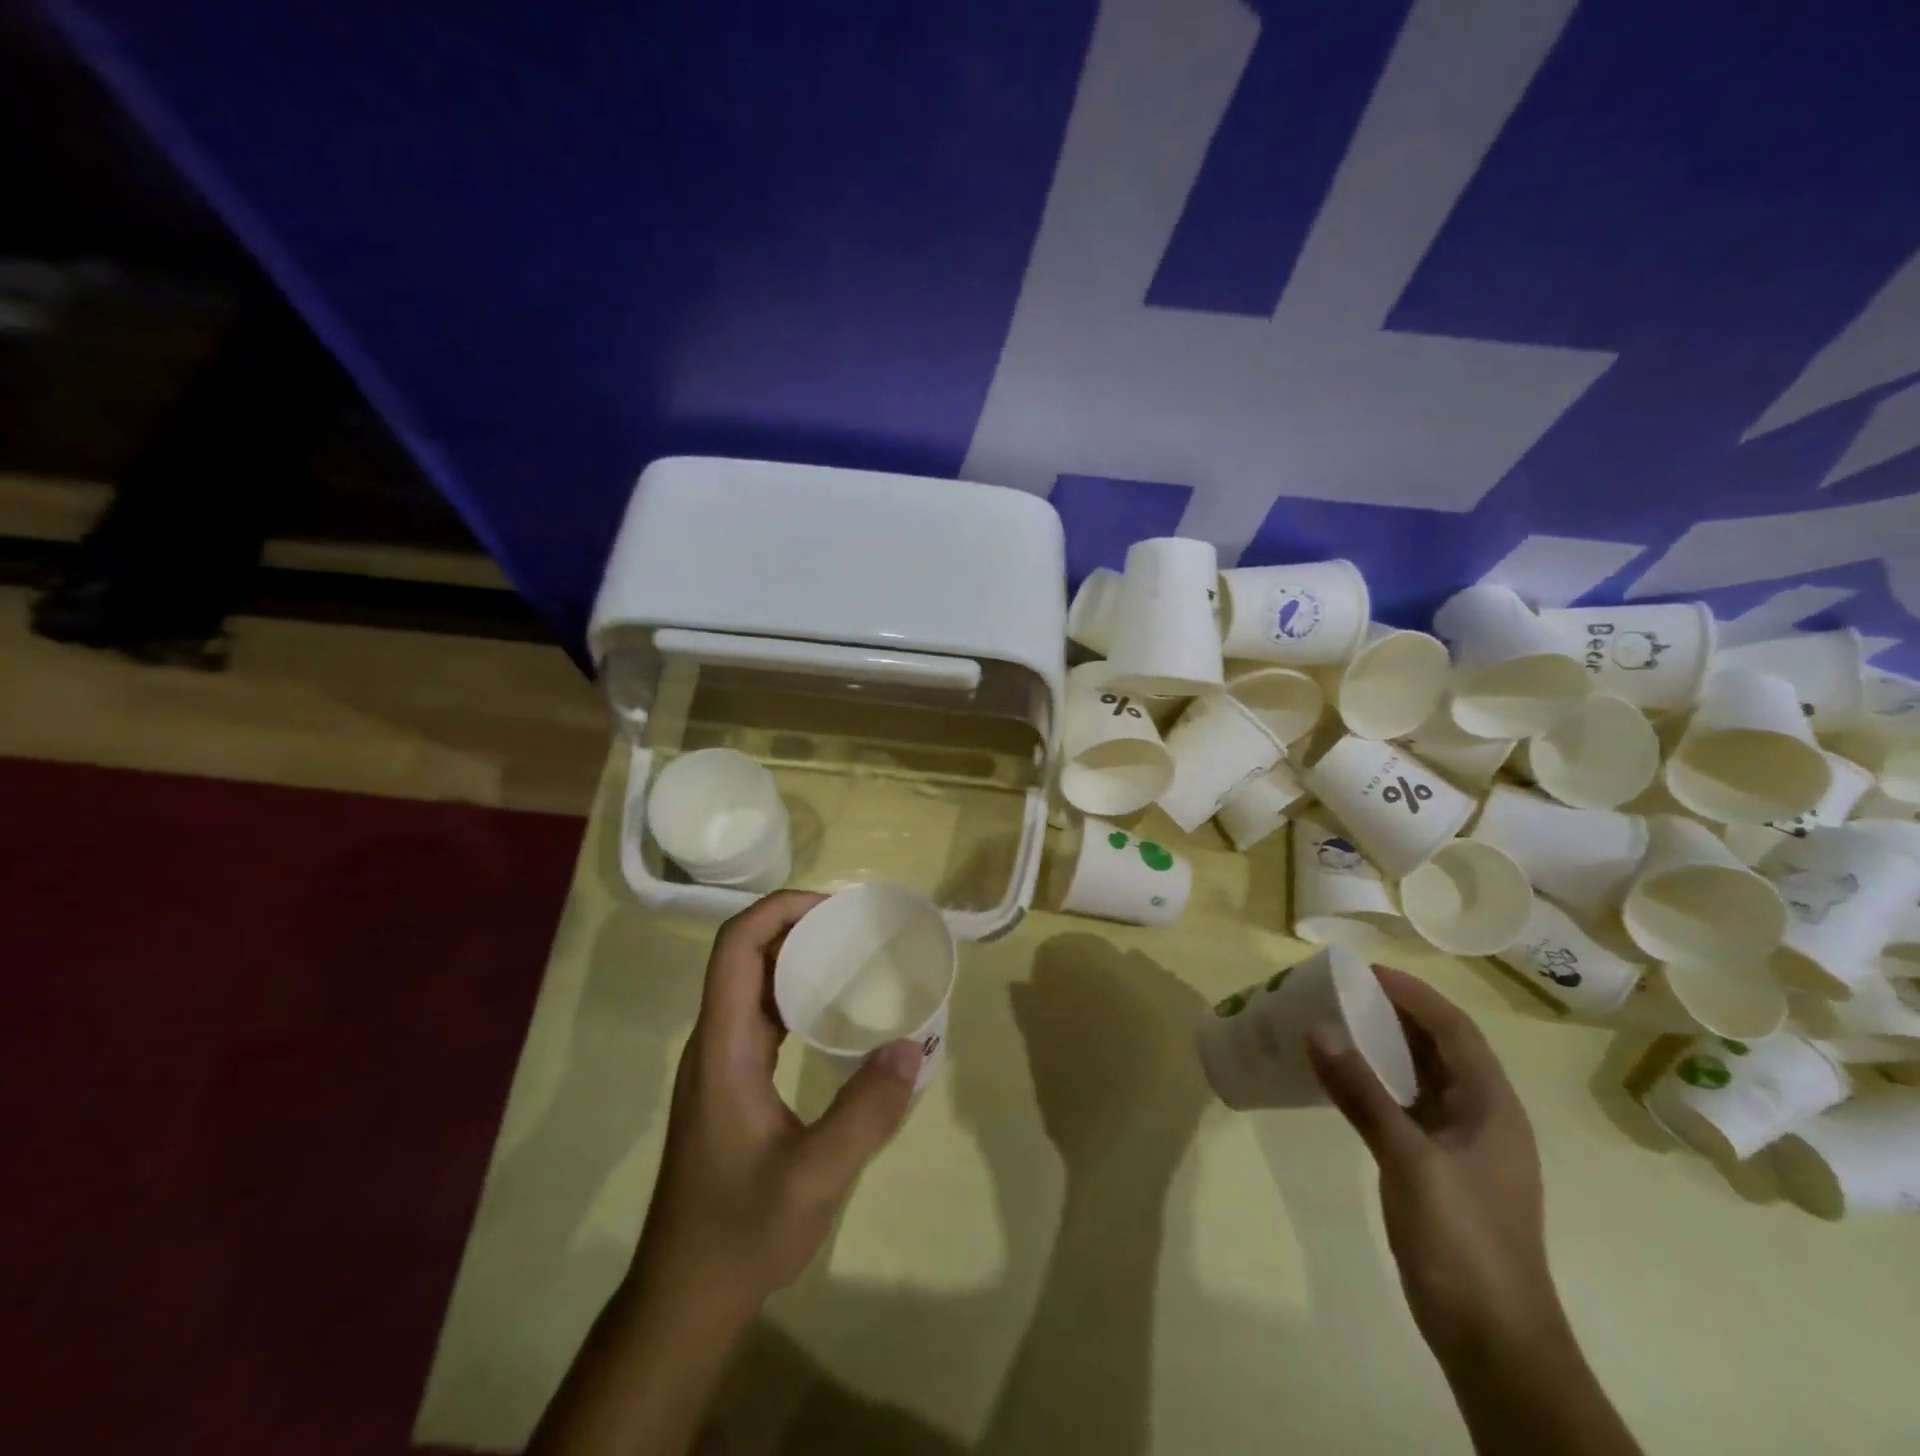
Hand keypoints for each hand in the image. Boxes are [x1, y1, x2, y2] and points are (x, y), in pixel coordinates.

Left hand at [633, 891, 924, 1318]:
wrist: (685, 1297)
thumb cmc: (740, 1233)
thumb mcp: (814, 1178)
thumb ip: (865, 1112)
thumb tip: (914, 1045)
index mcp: (723, 1047)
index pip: (736, 948)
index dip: (779, 911)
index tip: (835, 909)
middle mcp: (716, 1042)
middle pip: (744, 955)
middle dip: (796, 925)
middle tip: (857, 927)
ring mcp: (721, 1062)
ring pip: (753, 983)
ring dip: (797, 958)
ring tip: (853, 957)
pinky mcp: (732, 1082)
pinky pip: (763, 1015)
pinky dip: (797, 995)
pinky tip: (835, 1013)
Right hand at [1307, 968, 1556, 1359]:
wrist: (1494, 1341)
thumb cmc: (1462, 1241)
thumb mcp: (1408, 1161)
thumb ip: (1362, 1093)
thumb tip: (1317, 1029)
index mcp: (1492, 1107)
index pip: (1454, 1030)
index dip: (1413, 994)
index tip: (1364, 971)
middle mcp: (1483, 1117)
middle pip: (1441, 1048)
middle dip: (1396, 1013)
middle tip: (1341, 991)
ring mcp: (1463, 1146)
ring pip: (1424, 1077)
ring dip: (1386, 1047)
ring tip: (1337, 1023)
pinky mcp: (1441, 1169)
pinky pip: (1409, 1106)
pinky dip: (1379, 1083)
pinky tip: (1346, 1081)